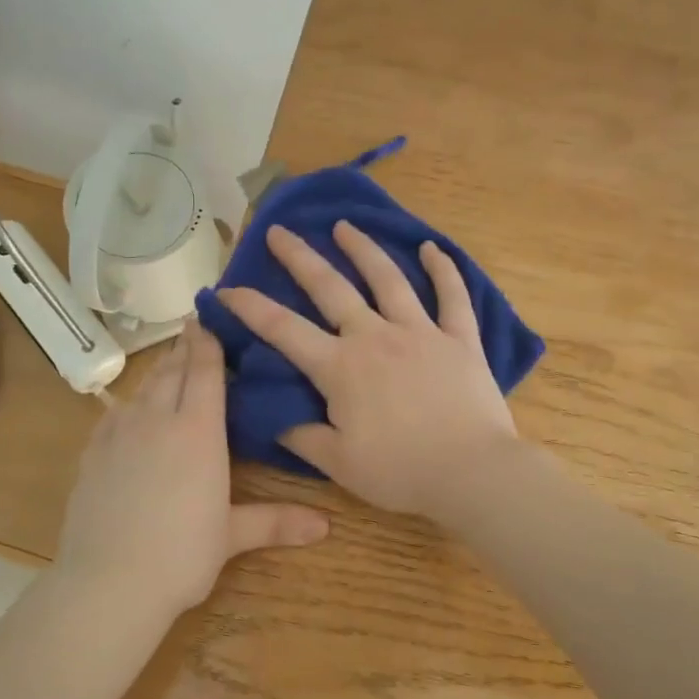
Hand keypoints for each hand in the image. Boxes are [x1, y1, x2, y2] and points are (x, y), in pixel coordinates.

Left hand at [54, 320, 328, 617]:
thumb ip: (276, 522)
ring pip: (143, 388)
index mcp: (198, 431)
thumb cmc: (181, 555)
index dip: (208, 342)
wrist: (108, 583)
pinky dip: (129, 402)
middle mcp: (158, 419)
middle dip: (184, 347)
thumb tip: (326, 526)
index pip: (205, 371)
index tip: (209, 319)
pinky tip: (130, 408)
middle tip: (193, 329)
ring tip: (169, 362)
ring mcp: (119, 433)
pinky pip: (114, 413)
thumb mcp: (231, 536)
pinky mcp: (92, 453)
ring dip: (159, 370)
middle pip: (172, 370)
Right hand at [217, 221, 519, 520]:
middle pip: (330, 287)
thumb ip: (302, 436)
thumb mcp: (338, 463)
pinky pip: (452, 296)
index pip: (283, 329)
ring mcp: (421, 332)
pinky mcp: (460, 339)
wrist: (472, 473)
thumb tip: (274, 418)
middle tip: (279, 231)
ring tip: (345, 226)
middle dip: (300, 257)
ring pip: (387, 279)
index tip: (226, 289)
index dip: (250, 308)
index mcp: (340, 367)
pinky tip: (432, 248)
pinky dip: (444, 270)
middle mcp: (375, 337)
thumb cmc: (400, 471)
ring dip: (363, 250)